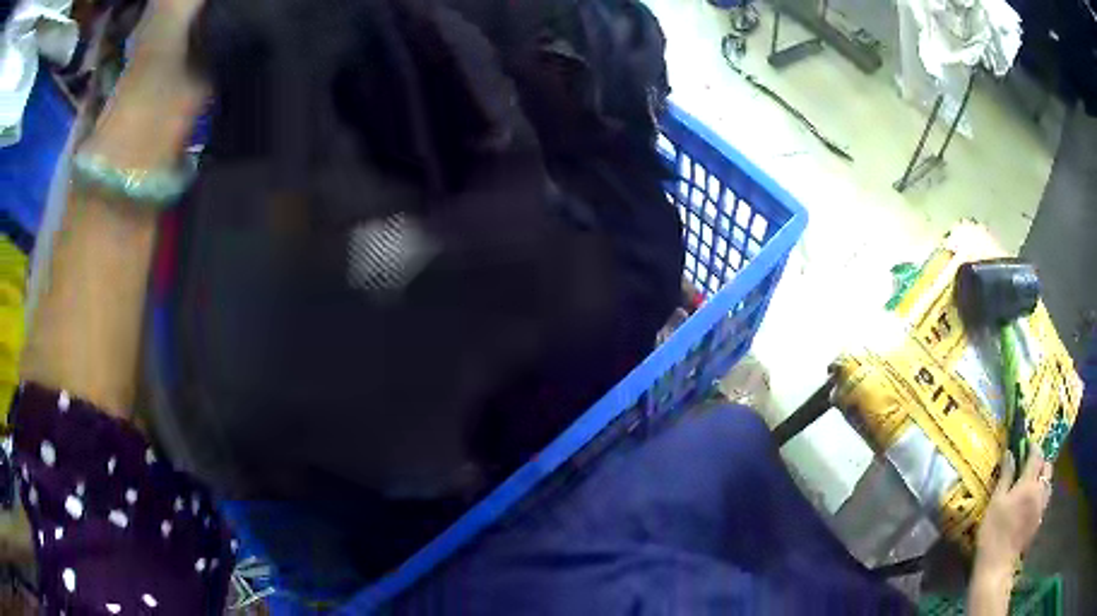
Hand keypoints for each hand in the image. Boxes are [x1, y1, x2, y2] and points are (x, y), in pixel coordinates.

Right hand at [975, 449, 1052, 578]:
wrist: (997, 566)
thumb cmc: (993, 533)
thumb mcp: (995, 503)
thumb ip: (1006, 476)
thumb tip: (1010, 453)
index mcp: (1029, 483)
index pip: (1036, 455)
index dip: (1033, 448)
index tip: (1027, 446)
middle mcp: (1039, 490)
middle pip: (1047, 467)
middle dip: (1042, 462)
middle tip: (1031, 466)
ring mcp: (1041, 507)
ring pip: (1049, 483)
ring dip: (1044, 479)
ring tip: (1034, 484)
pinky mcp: (1039, 521)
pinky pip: (1045, 500)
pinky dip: (1041, 495)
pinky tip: (1033, 504)